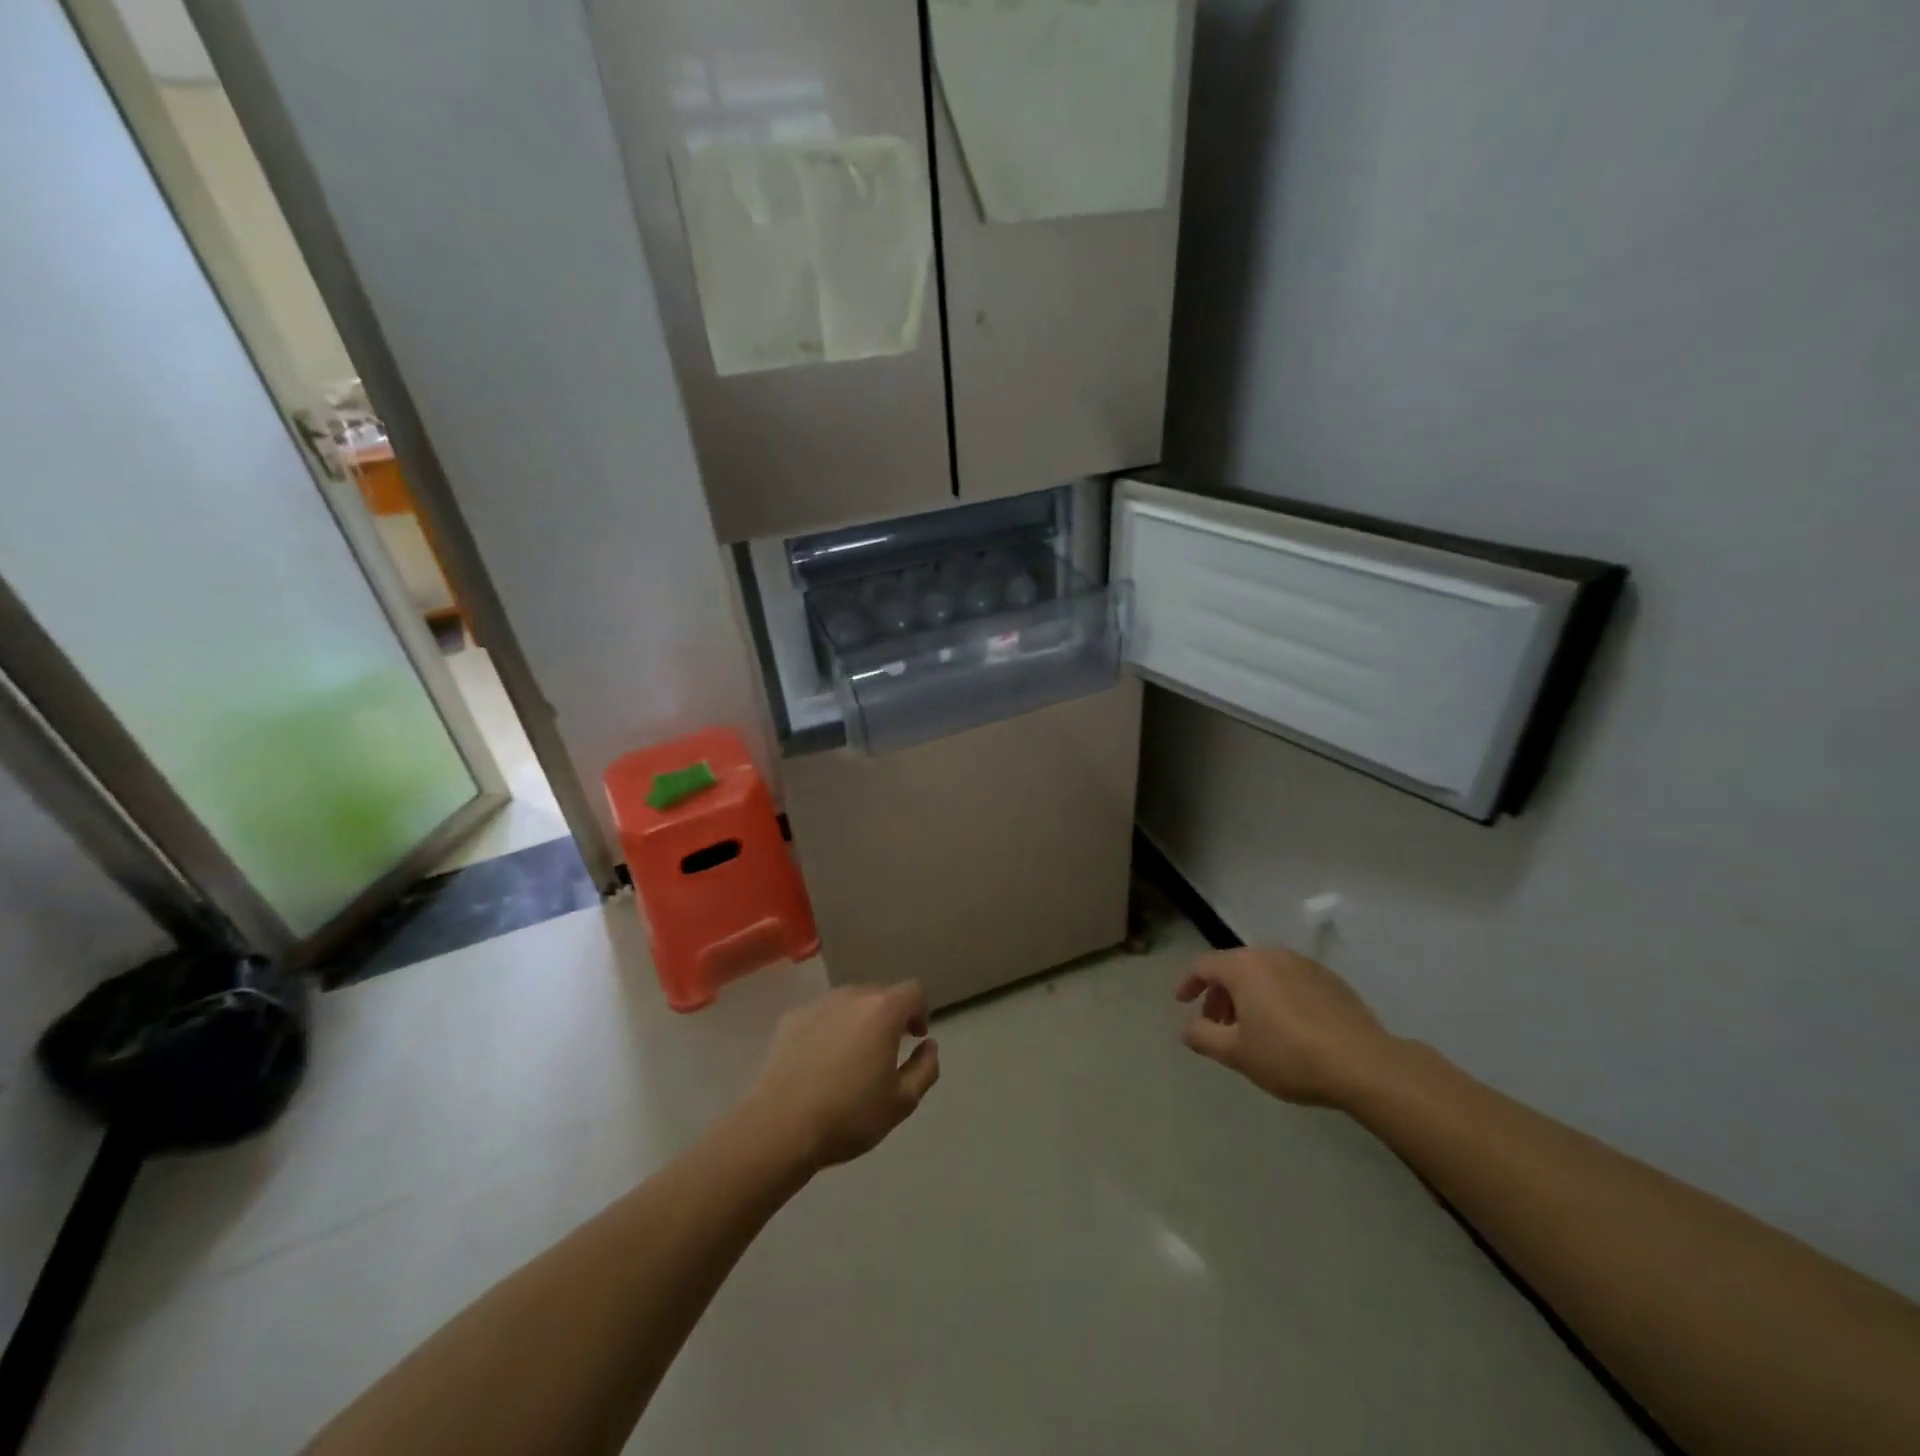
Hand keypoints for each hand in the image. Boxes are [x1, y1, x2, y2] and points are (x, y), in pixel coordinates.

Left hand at [746, 982, 940, 1171]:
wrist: (780, 1126)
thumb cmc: (848, 1115)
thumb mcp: (902, 1102)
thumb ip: (925, 1069)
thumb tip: (929, 1046)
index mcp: (883, 1010)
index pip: (913, 990)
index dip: (920, 1011)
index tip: (915, 1037)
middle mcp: (851, 996)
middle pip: (879, 993)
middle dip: (889, 1015)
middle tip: (886, 1049)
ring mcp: (818, 1005)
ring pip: (848, 1003)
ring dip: (858, 1020)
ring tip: (851, 1056)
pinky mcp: (790, 1019)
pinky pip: (820, 1016)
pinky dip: (828, 1029)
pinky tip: (820, 1062)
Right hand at [1175, 946, 1396, 1108]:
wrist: (1364, 1064)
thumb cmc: (1289, 1055)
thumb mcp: (1236, 1053)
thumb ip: (1203, 1036)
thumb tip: (1186, 1028)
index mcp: (1244, 966)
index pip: (1204, 965)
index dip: (1188, 983)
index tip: (1182, 1002)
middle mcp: (1271, 955)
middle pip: (1234, 967)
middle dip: (1220, 994)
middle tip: (1217, 1024)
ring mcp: (1303, 964)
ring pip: (1263, 973)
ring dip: (1248, 995)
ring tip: (1251, 1028)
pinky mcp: (1330, 979)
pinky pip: (1289, 980)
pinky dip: (1276, 996)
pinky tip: (1286, 1027)